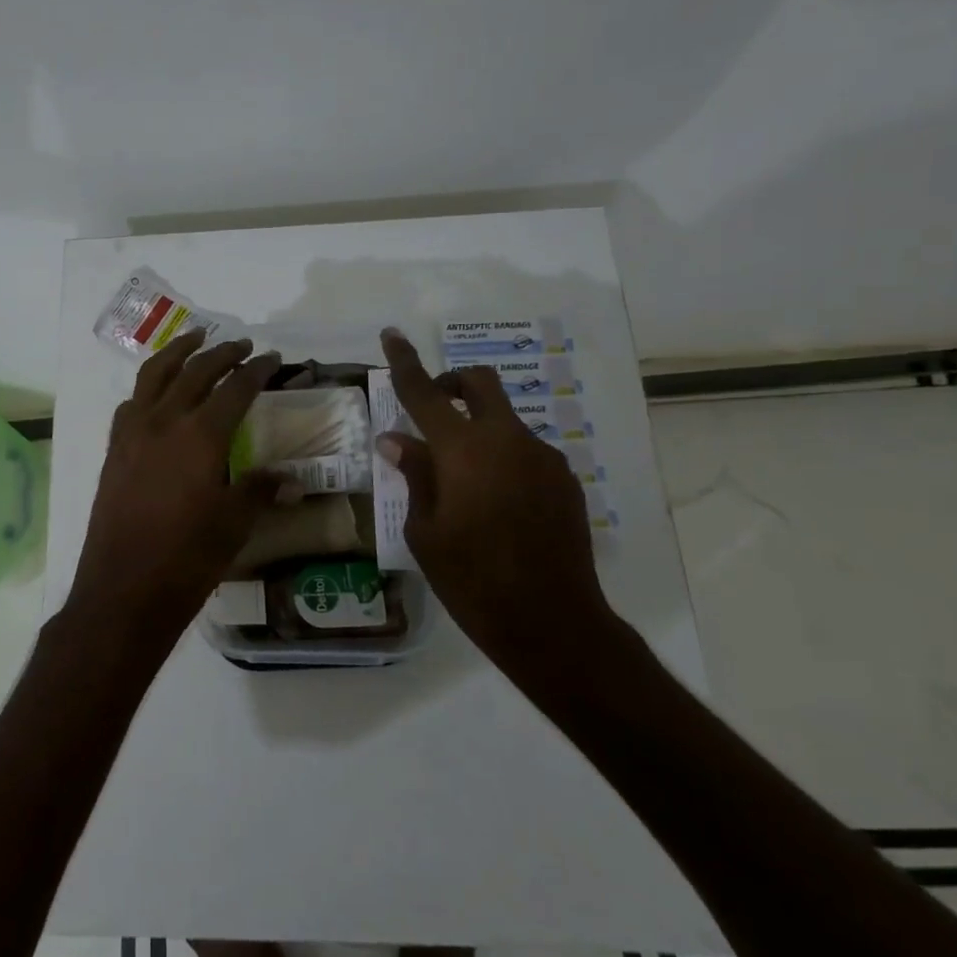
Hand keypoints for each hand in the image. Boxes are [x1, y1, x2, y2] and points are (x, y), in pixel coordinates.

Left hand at [69, 329, 293, 663]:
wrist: (123, 590)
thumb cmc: (186, 559)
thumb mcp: (235, 524)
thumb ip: (260, 490)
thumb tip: (292, 478)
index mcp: (201, 435)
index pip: (236, 388)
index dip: (258, 370)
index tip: (274, 358)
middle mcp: (164, 421)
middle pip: (195, 371)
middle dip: (222, 353)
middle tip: (243, 345)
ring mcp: (132, 433)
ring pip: (154, 375)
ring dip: (178, 352)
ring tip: (196, 338)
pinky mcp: (114, 449)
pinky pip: (132, 402)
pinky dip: (149, 385)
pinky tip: (158, 392)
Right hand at [377, 329, 618, 686]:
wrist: (552, 622)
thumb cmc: (471, 580)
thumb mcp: (425, 530)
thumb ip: (414, 474)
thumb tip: (397, 439)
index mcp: (462, 450)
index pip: (423, 392)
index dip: (404, 361)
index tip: (392, 334)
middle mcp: (506, 440)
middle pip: (480, 383)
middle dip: (453, 383)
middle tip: (432, 408)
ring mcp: (542, 457)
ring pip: (504, 420)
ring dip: (478, 429)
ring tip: (462, 482)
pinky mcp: (564, 479)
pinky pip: (525, 450)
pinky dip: (502, 457)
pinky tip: (496, 504)